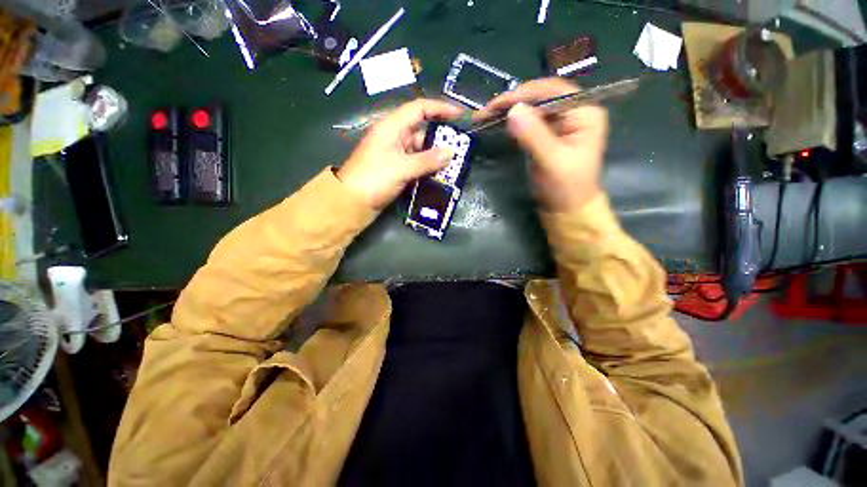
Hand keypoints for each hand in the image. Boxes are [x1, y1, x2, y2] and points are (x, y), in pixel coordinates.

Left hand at [337, 99, 462, 208]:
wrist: (351, 202)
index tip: (459, 115)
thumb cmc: (374, 178)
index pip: (420, 109)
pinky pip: (417, 164)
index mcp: (392, 127)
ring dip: (436, 156)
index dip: (440, 108)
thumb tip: (451, 152)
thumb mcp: (402, 168)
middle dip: (442, 137)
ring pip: (421, 150)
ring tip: (455, 163)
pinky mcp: (397, 170)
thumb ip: (428, 160)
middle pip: (422, 130)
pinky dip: (428, 168)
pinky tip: (441, 174)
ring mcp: (396, 155)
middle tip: (461, 146)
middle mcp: (395, 137)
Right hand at [480, 78, 607, 211]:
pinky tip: (497, 122)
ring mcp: (560, 122)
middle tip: (486, 110)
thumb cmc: (566, 188)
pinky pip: (528, 121)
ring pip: (532, 107)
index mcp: (585, 112)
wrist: (567, 209)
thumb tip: (513, 110)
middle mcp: (574, 111)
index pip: (553, 91)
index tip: (498, 103)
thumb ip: (534, 136)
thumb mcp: (552, 162)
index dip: (525, 94)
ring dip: (509, 110)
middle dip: (513, 101)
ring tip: (486, 115)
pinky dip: (512, 121)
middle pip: (541, 96)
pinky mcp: (547, 133)